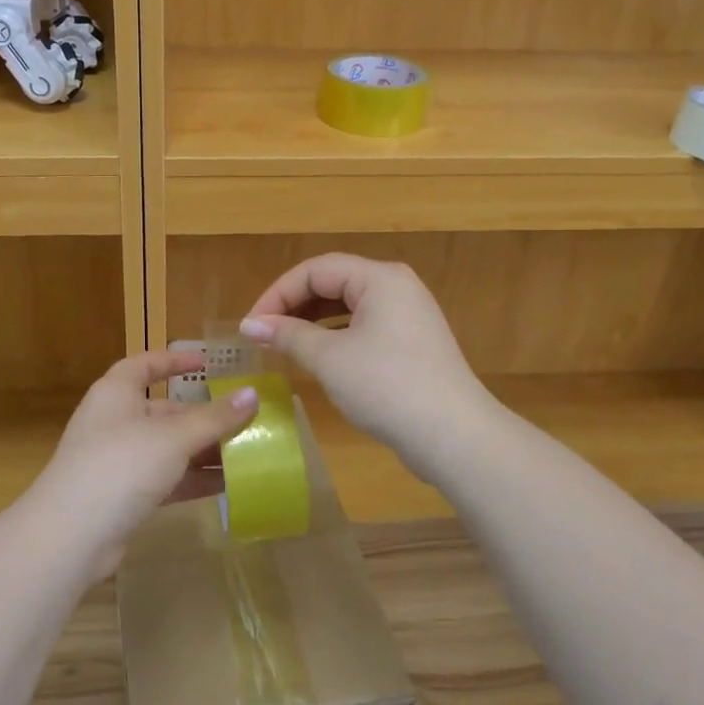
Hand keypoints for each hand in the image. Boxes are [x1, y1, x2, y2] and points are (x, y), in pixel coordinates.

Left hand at [28, 350, 257, 577]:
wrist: (71, 535)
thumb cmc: (121, 465)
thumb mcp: (174, 437)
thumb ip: (215, 417)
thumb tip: (253, 394)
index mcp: (116, 393)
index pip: (145, 365)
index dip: (173, 361)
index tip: (206, 363)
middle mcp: (114, 421)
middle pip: (162, 410)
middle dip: (201, 416)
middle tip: (242, 419)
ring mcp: (116, 461)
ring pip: (166, 448)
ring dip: (202, 451)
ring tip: (245, 453)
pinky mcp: (122, 496)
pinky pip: (164, 480)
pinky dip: (191, 480)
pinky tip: (226, 486)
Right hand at [241, 254, 493, 475]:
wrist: (453, 435)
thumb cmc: (386, 387)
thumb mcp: (329, 359)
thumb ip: (288, 335)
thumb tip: (250, 325)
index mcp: (379, 278)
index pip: (315, 269)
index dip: (278, 294)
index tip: (251, 326)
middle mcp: (396, 287)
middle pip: (333, 282)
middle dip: (294, 305)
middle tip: (264, 334)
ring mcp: (408, 315)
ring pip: (348, 306)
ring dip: (313, 321)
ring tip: (284, 345)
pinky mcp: (412, 342)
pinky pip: (364, 326)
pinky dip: (336, 336)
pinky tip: (319, 357)